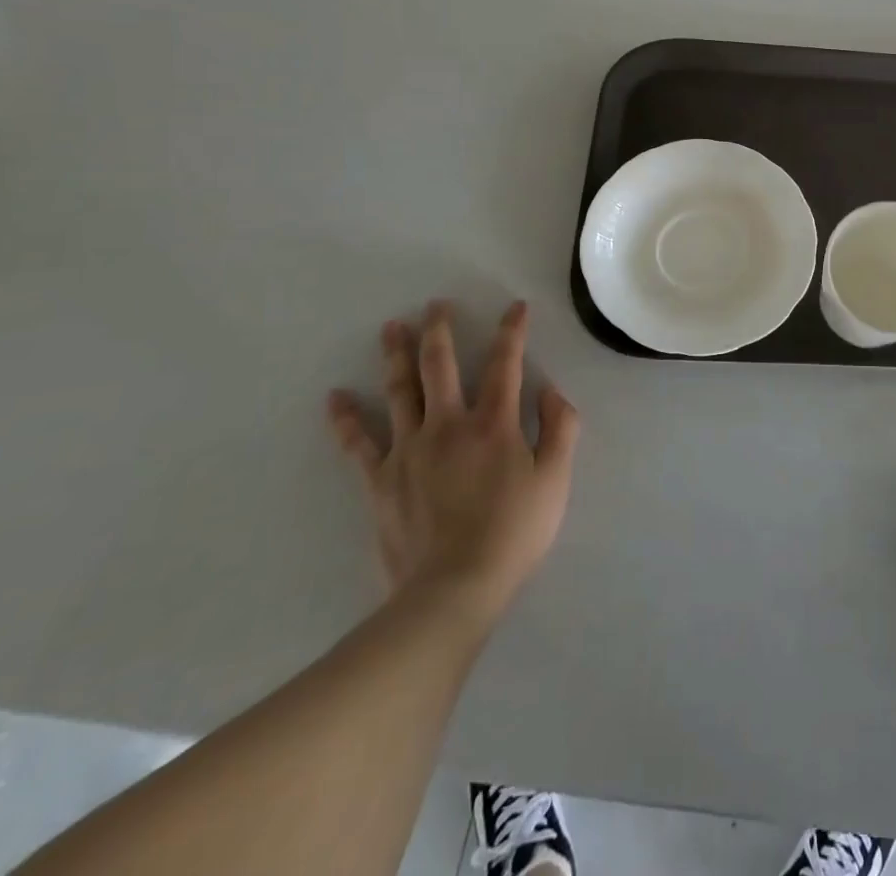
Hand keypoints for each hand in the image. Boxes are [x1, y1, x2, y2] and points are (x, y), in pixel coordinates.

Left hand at [327, 300, 578, 632]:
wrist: (454, 589)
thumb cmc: (514, 532)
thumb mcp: (556, 479)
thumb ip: (560, 428)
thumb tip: (550, 390)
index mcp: (494, 423)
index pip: (504, 364)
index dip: (512, 331)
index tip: (515, 307)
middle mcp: (448, 424)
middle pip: (440, 366)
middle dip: (440, 330)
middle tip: (435, 305)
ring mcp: (409, 450)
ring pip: (399, 391)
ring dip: (396, 355)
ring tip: (391, 327)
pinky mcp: (381, 480)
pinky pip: (359, 443)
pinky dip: (345, 420)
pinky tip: (335, 398)